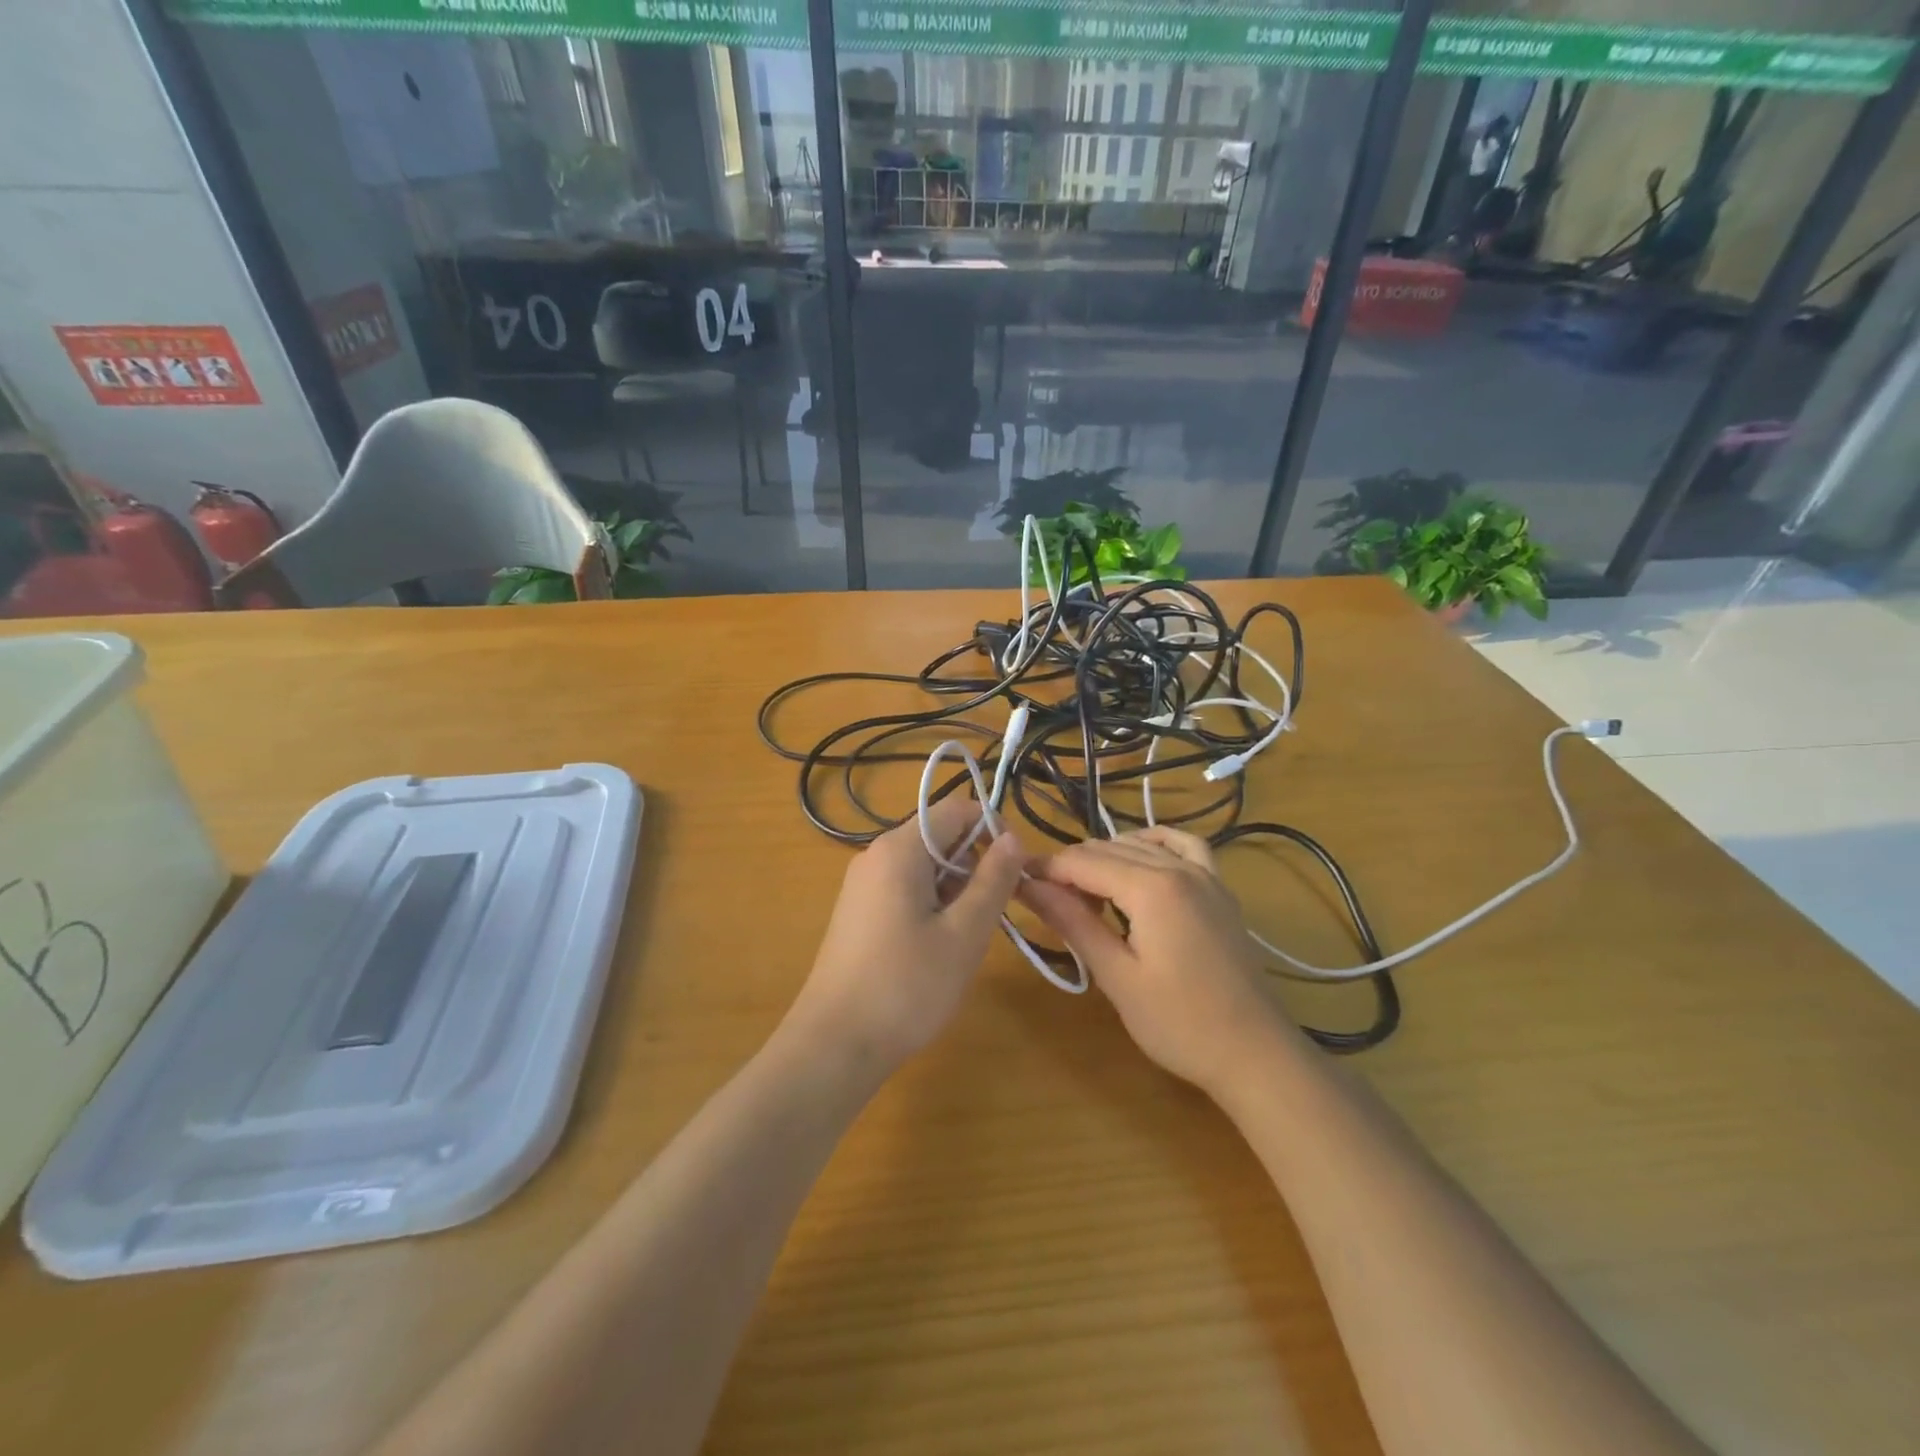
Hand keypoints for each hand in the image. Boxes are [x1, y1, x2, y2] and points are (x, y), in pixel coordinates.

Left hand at [782, 794, 1026, 1079]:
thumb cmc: (907, 986)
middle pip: (938, 837)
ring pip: (923, 866)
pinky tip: (938, 947)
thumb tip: (1012, 838)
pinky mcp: (858, 911)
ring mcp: (862, 884)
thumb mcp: (965, 933)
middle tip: (995, 912)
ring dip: (955, 889)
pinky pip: (904, 888)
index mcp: (900, 849)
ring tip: (966, 937)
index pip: (956, 810)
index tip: (1017, 870)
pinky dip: (931, 904)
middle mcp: (876, 855)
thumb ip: (993, 880)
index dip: (993, 830)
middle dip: (974, 864)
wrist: (835, 1044)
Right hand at [1021, 827, 1288, 1093]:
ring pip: (1139, 844)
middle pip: (1107, 849)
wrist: (1255, 1053)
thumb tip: (1028, 886)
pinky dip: (1153, 845)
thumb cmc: (1180, 1024)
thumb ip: (1073, 922)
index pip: (1081, 862)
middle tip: (1044, 901)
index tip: (1015, 882)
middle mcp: (1179, 868)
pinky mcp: (1220, 888)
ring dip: (1105, 860)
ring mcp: (1205, 874)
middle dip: (1070, 868)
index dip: (1045, 870)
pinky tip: (1138, 860)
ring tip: (1085, 896)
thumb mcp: (1117, 976)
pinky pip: (1184, 846)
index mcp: (1151, 888)